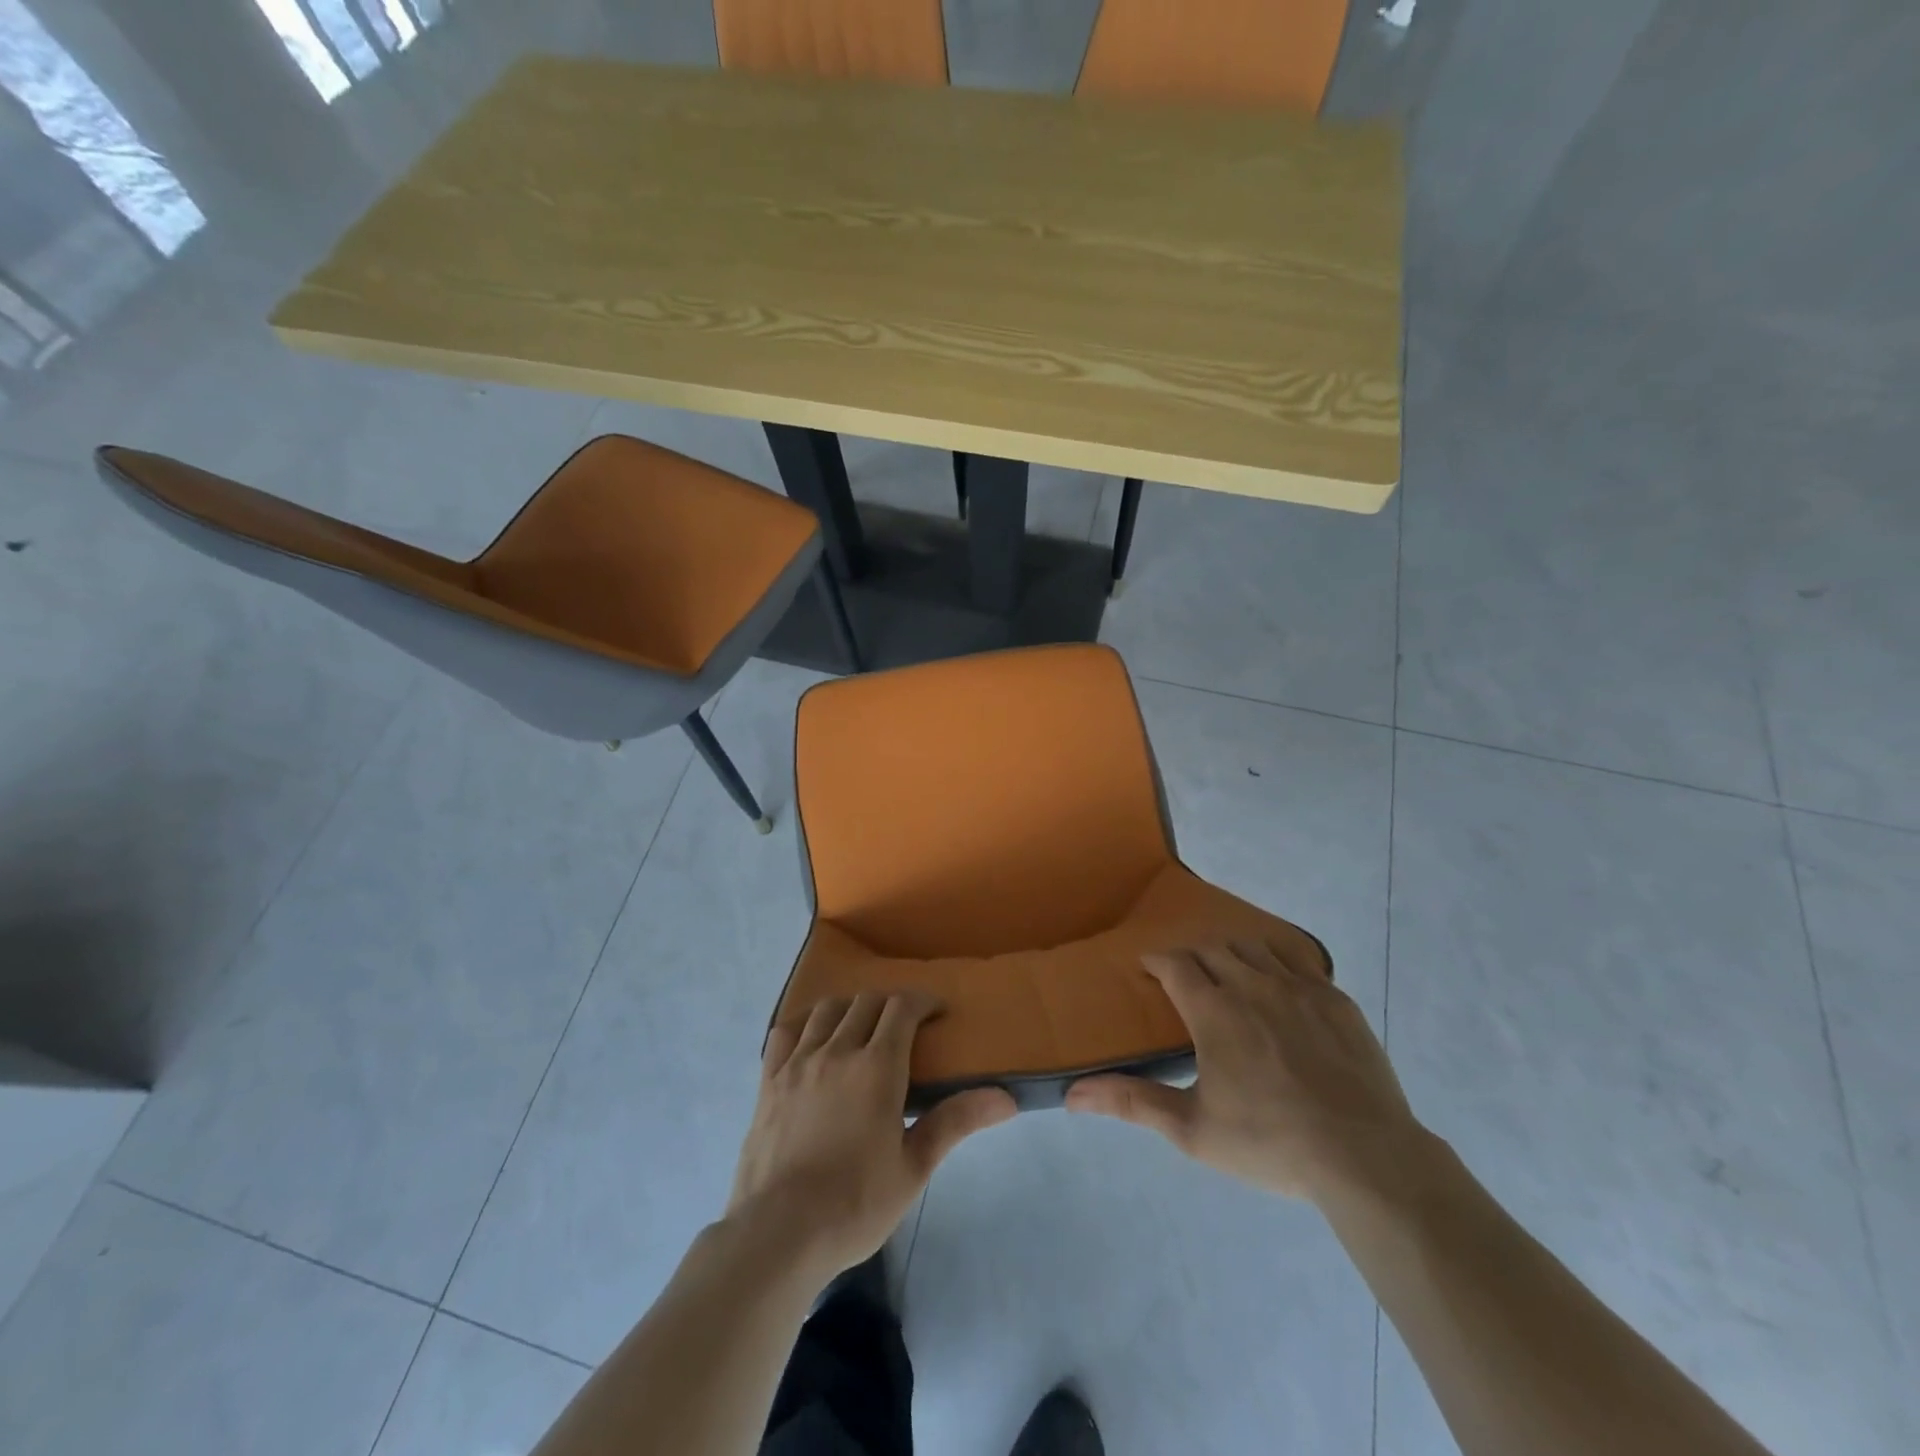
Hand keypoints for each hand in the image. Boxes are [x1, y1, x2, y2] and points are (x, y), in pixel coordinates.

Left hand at [726, 992, 1015, 1283]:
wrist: (778, 1234)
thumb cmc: (855, 1204)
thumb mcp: (914, 1167)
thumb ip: (955, 1122)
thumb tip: (1006, 1098)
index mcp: (877, 1066)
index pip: (902, 1007)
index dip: (922, 1001)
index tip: (936, 1011)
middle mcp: (837, 1050)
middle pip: (866, 1002)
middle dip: (890, 1004)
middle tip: (903, 1026)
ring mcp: (797, 1062)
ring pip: (826, 1010)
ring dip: (849, 1008)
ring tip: (859, 1029)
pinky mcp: (768, 1081)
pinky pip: (785, 1032)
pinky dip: (804, 1025)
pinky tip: (811, 1041)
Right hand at [1066, 941, 1428, 1203]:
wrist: (1363, 1157)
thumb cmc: (1269, 1143)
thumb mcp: (1192, 1129)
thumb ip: (1132, 1102)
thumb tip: (1072, 1095)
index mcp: (1213, 1010)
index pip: (1174, 963)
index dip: (1156, 961)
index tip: (1148, 968)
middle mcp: (1251, 984)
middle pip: (1212, 948)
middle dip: (1191, 955)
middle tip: (1185, 977)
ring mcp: (1298, 988)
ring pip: (1253, 948)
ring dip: (1232, 953)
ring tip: (1228, 973)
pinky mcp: (1335, 999)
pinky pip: (1298, 959)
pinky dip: (1277, 959)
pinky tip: (1278, 981)